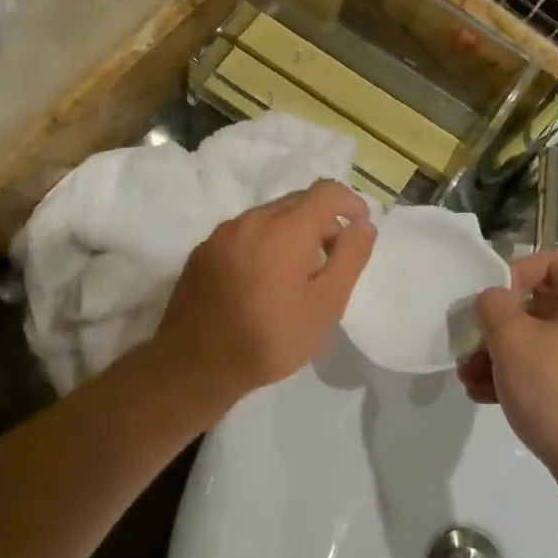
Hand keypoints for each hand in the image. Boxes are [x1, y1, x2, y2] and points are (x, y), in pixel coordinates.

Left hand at [151, 180, 375, 419]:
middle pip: (296, 203)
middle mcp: (251, 220)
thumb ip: (350, 257)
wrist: (194, 365)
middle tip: (332, 260)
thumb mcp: (326, 305)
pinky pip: (243, 234)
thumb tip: (363, 224)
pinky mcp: (203, 251)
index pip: (326, 192)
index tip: (360, 226)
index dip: (349, 202)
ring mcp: (222, 234)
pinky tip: (262, 282)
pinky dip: (263, 245)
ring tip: (296, 275)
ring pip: (268, 218)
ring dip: (290, 233)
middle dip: (321, 222)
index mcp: (285, 228)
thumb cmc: (270, 338)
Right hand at [457, 249, 557, 491]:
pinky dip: (534, 373)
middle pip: (549, 304)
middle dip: (503, 326)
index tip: (487, 303)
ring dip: (510, 354)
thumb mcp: (510, 340)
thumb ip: (493, 305)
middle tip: (471, 347)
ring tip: (471, 379)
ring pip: (555, 339)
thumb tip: (496, 300)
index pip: (553, 261)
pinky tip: (491, 397)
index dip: (513, 274)